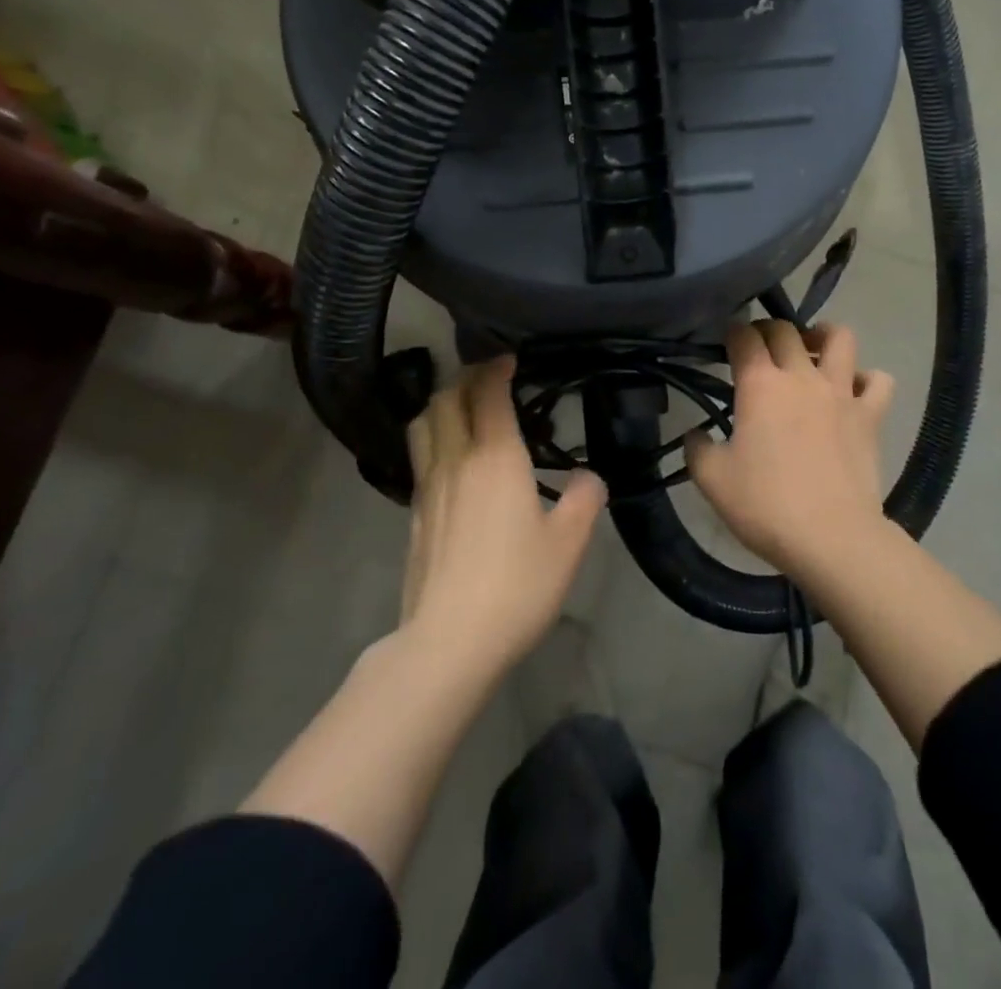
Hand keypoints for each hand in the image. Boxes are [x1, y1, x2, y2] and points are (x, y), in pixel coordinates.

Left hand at [402, 355, 606, 673]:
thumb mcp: (569, 543)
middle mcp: (455, 460)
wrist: (448, 641)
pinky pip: (419, 457)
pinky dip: (433, 438)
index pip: (488, 393)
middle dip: (465, 378)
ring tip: (463, 408)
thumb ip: (584, 498)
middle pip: (446, 399)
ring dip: (441, 403)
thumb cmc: (517, 585)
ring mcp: (427, 486)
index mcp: (495, 457)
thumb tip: (587, 476)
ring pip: (422, 424)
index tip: (510, 359)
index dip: (496, 368)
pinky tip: (452, 459)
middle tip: (488, 378)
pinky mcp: (413, 514)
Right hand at [685, 320, 894, 577]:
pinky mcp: (870, 416)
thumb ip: (697, 448)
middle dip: (768, 330)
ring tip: (813, 352)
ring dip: (824, 337)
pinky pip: (878, 381)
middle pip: (786, 329)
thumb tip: (696, 434)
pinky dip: (866, 380)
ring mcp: (841, 393)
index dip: (733, 332)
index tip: (727, 343)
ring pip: (840, 338)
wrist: (831, 537)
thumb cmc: (765, 505)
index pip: (744, 336)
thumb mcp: (711, 480)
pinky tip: (853, 393)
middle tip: (760, 350)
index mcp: (760, 385)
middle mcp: (801, 376)